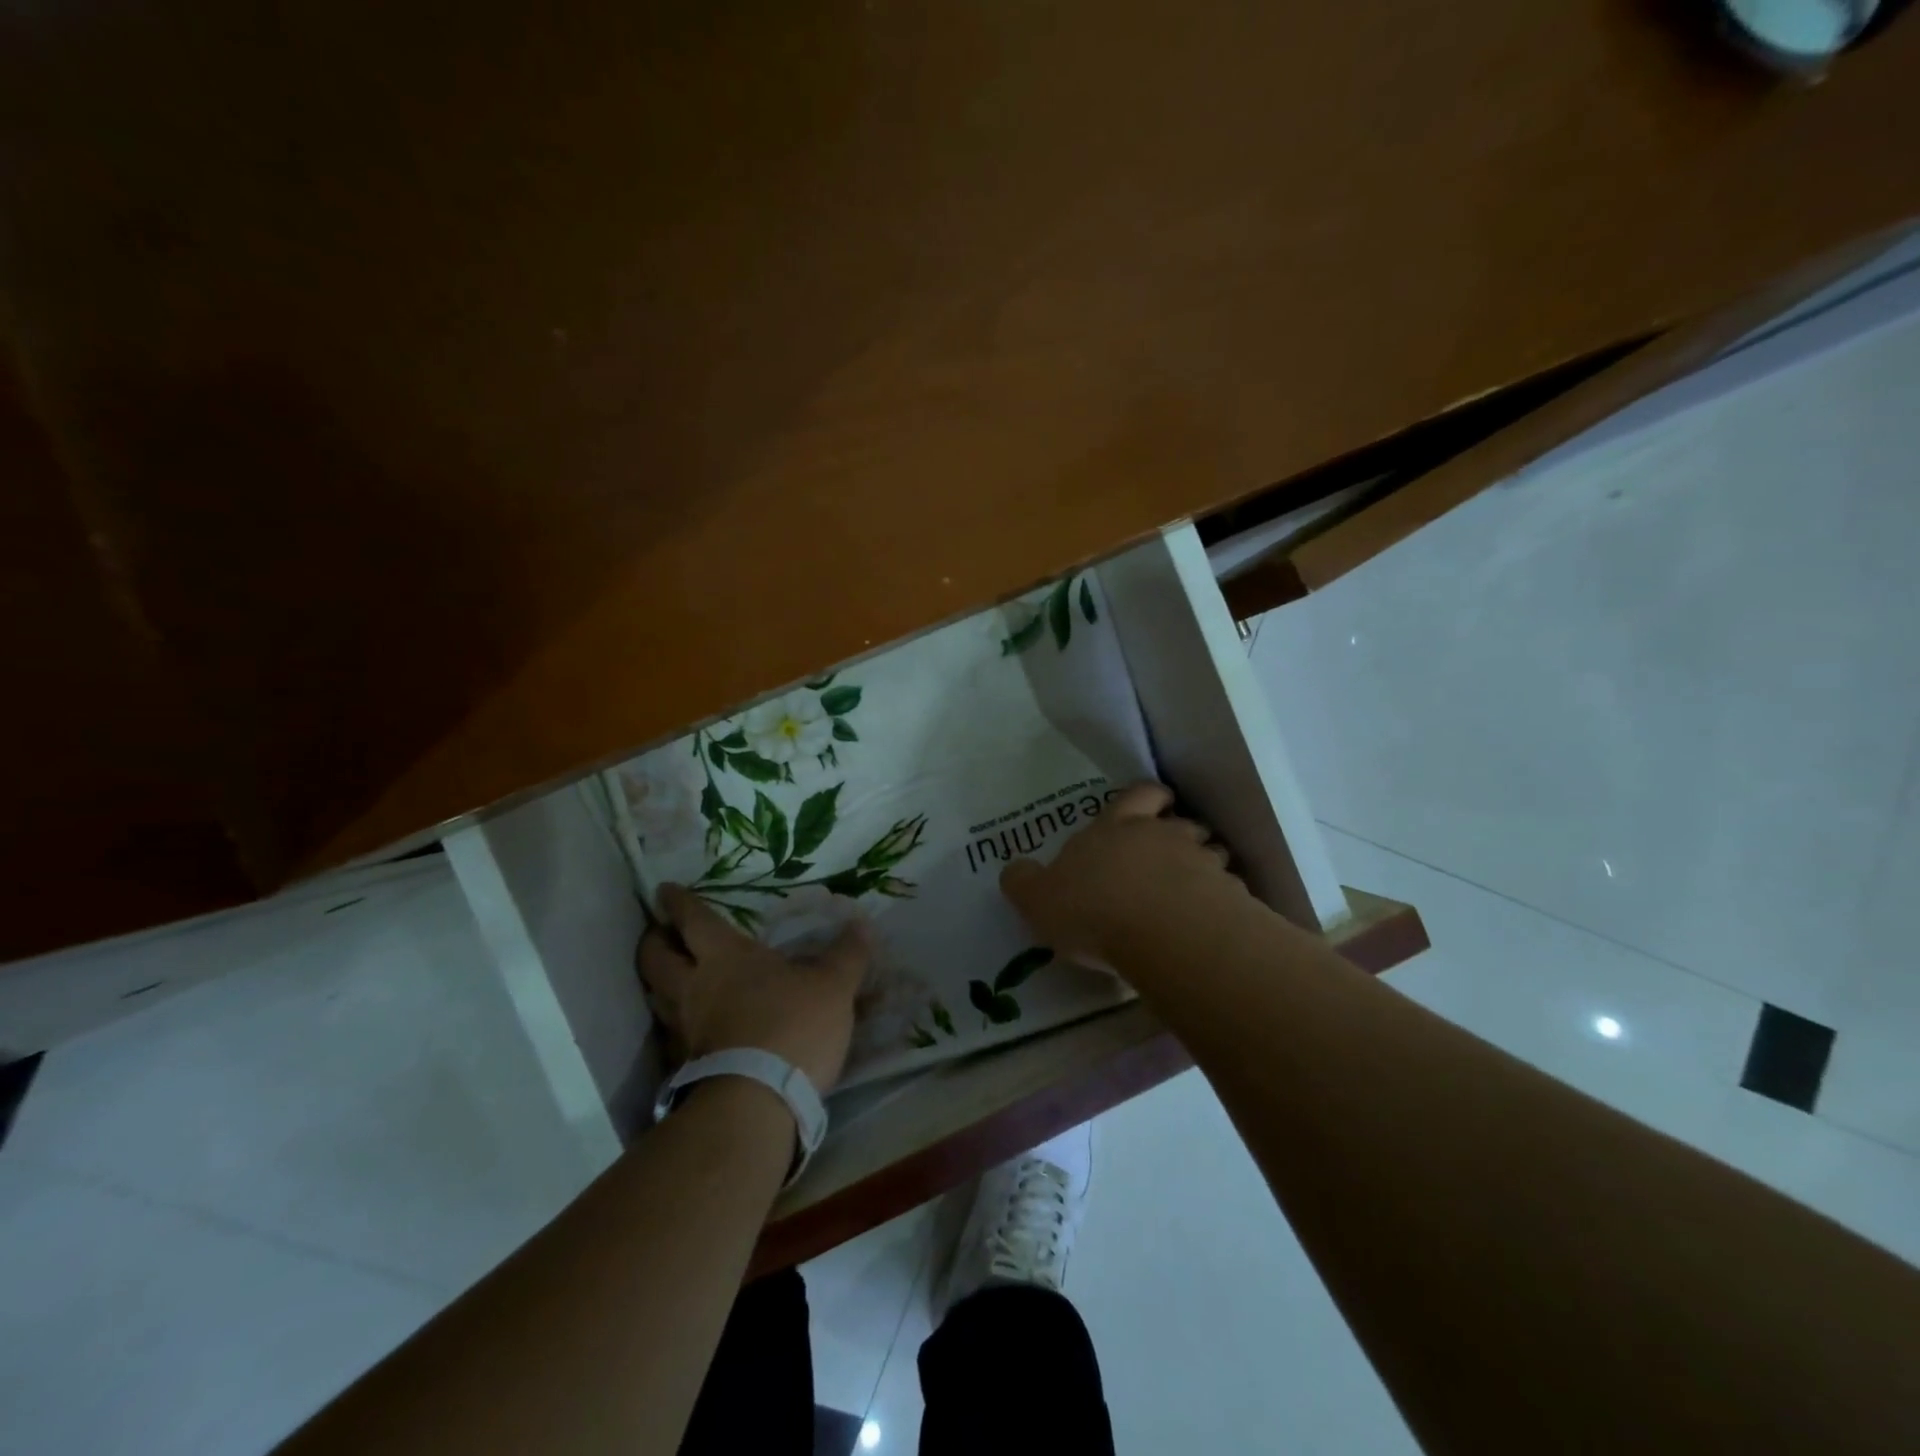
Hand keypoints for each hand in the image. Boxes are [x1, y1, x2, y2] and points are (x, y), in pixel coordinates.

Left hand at [638, 885, 870, 1092]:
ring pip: (657, 997)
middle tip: (657, 933)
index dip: (678, 902)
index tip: (664, 890)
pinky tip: (694, 1028)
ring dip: (657, 983)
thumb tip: (862, 925)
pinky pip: (674, 1035)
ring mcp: (687, 1029)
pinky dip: (678, 1024)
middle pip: (656, 958)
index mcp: (726, 957)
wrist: (758, 1102)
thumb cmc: (792, 1026)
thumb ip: (847, 955)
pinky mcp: (689, 1067)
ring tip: (669, 978)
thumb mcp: (833, 986)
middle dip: (654, 942)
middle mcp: (696, 987)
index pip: (694, 920)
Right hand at [1000, 782, 1242, 962]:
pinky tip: (1208, 928)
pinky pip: (1228, 893)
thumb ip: (1024, 882)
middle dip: (1180, 833)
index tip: (1154, 805)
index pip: (1137, 795)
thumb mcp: (1038, 898)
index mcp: (1116, 827)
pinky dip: (1220, 904)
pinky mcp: (1228, 896)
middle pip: (1181, 821)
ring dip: (1203, 868)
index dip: (1146, 798)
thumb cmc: (1092, 907)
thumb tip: (1014, 870)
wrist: (1161, 933)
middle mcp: (1162, 836)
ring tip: (1190, 896)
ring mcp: (1201, 863)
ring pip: (1210, 854)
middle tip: (1169, 857)